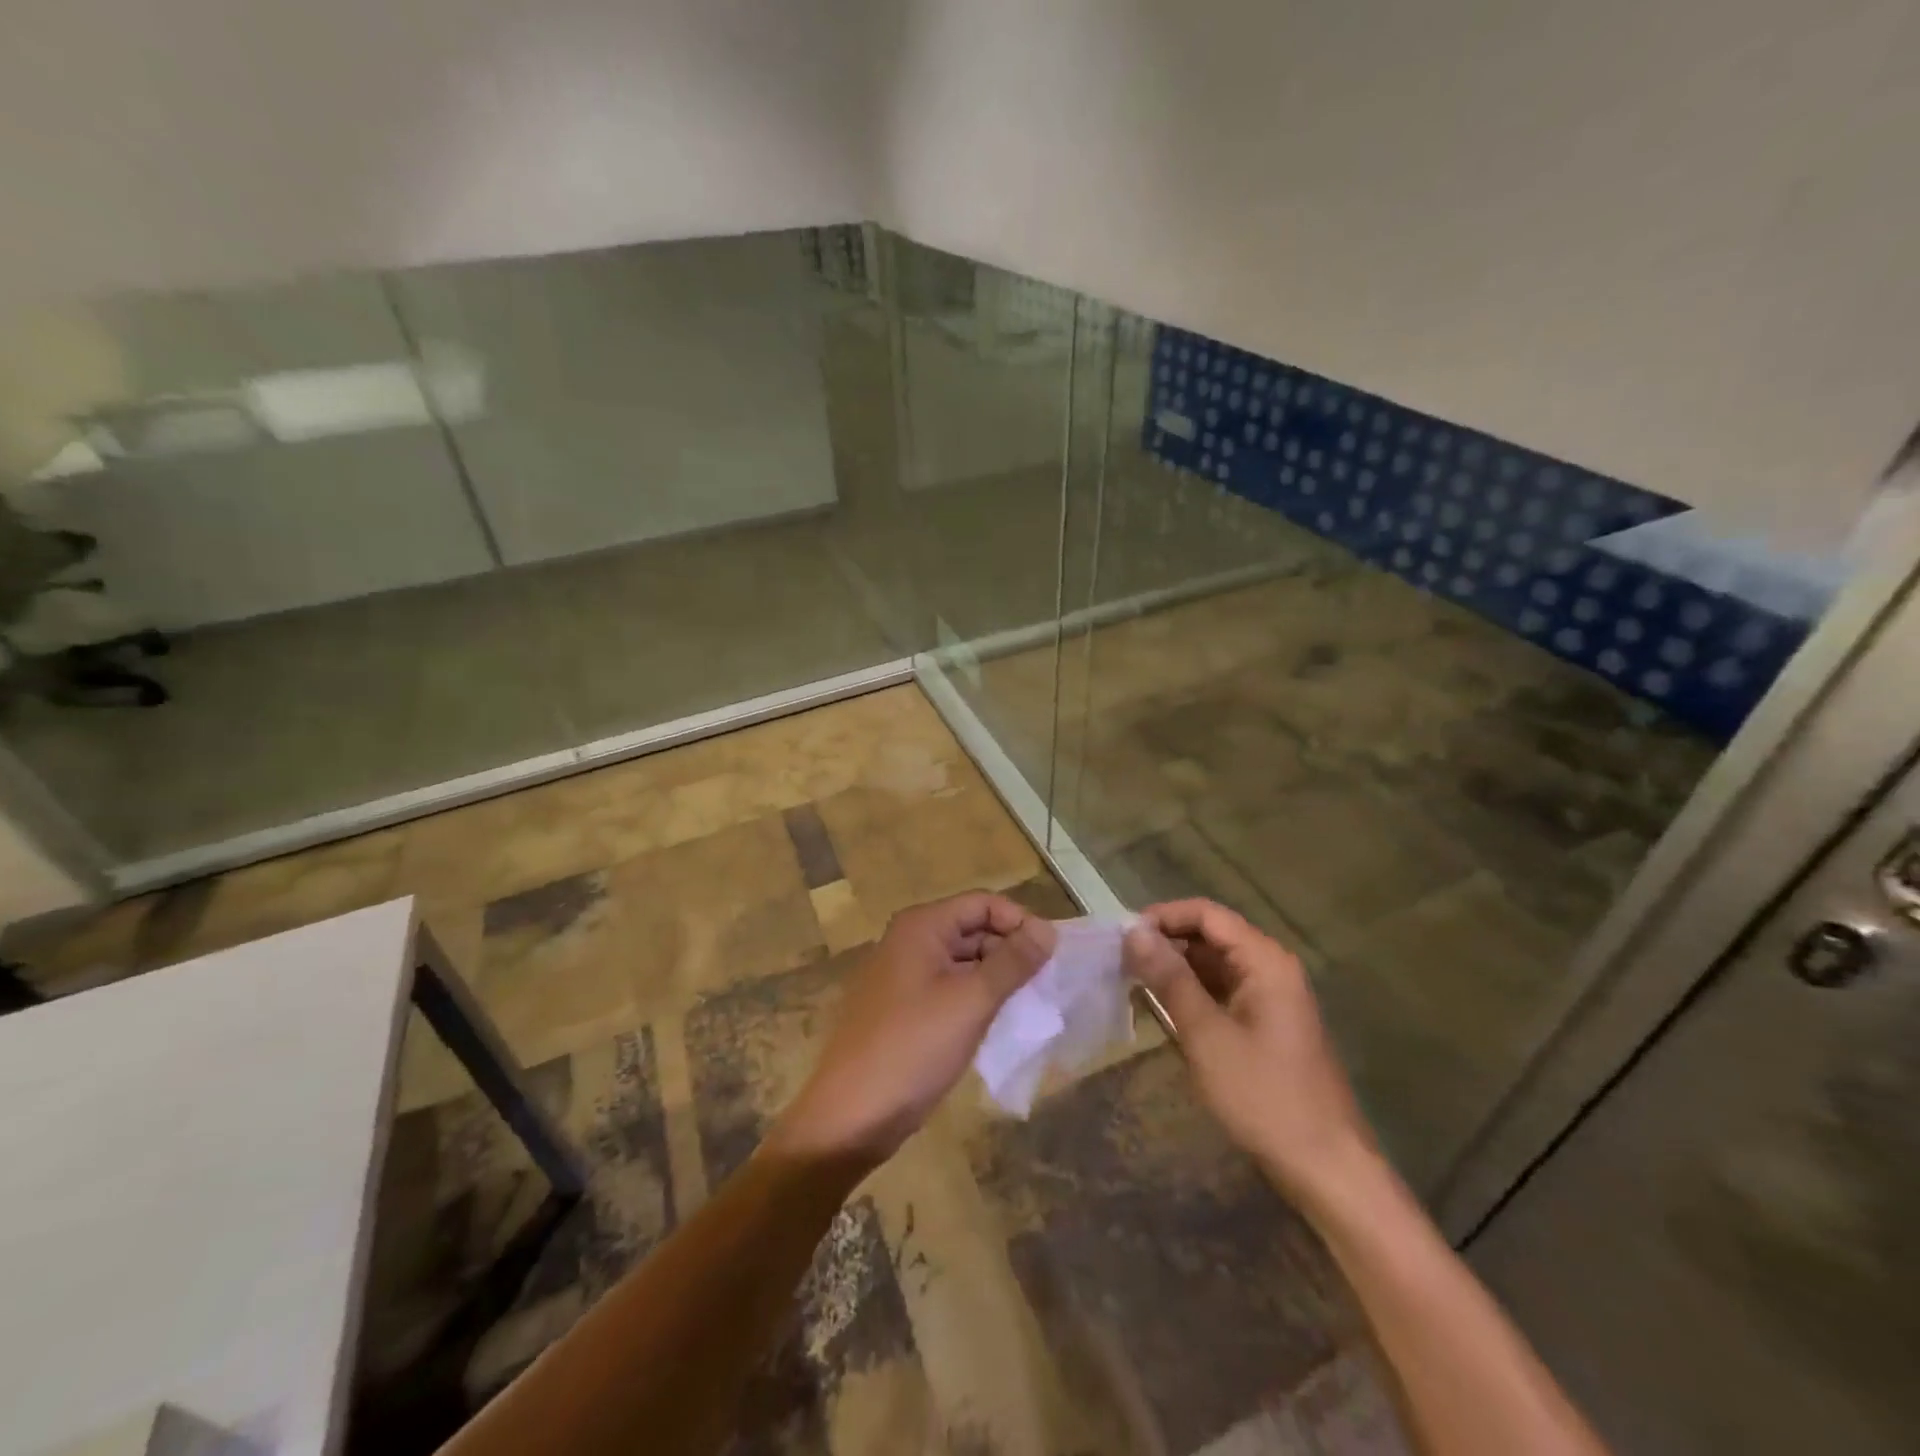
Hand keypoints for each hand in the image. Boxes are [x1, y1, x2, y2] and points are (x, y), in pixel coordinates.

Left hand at [771, 892, 1054, 1165]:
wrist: (851, 1116)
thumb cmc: (913, 1048)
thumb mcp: (971, 1001)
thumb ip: (1012, 962)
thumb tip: (1048, 929)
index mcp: (922, 926)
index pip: (983, 903)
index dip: (1019, 923)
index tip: (1051, 957)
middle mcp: (911, 940)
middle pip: (974, 929)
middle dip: (1010, 952)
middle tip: (1045, 988)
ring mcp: (905, 975)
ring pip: (964, 961)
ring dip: (996, 979)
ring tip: (1028, 1007)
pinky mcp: (905, 1008)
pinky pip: (950, 989)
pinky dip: (976, 999)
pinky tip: (998, 1024)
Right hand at [1124, 898, 1377, 1211]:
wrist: (1326, 1168)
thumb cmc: (1264, 1097)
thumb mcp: (1206, 1035)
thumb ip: (1170, 978)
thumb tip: (1133, 932)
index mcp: (1265, 961)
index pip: (1207, 914)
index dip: (1163, 916)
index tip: (1122, 935)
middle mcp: (1272, 968)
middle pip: (1212, 935)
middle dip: (1166, 942)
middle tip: (1120, 960)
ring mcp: (1272, 997)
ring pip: (1215, 964)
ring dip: (1176, 968)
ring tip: (1133, 981)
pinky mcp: (1267, 1024)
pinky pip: (1224, 991)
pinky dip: (1193, 992)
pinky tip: (1164, 1007)